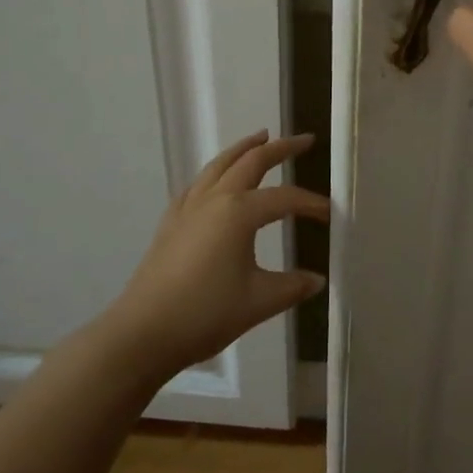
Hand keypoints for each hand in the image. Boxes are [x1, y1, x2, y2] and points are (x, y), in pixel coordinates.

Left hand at [98, 132, 328, 382]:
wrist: (142, 334)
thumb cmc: (204, 314)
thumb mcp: (259, 302)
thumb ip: (292, 286)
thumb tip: (317, 280)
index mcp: (239, 212)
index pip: (285, 199)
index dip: (311, 204)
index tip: (331, 214)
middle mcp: (214, 199)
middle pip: (251, 162)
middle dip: (280, 148)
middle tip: (304, 140)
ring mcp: (188, 208)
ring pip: (219, 164)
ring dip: (243, 149)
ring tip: (261, 137)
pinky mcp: (171, 223)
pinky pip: (198, 183)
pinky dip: (216, 171)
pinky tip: (217, 179)